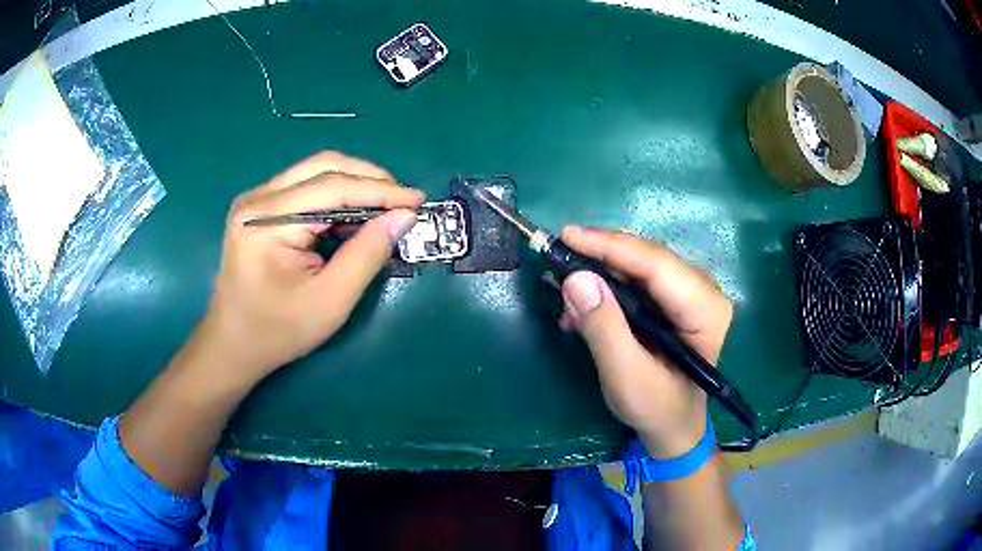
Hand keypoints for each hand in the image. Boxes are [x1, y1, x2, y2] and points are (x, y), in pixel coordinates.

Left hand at [193, 152, 423, 383]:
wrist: (233, 345)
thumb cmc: (277, 331)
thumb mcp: (330, 300)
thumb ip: (367, 254)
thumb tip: (403, 216)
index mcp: (266, 220)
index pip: (332, 187)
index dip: (380, 190)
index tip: (418, 200)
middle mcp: (258, 198)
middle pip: (324, 167)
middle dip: (369, 180)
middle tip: (403, 202)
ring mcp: (257, 200)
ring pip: (317, 172)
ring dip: (355, 185)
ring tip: (385, 208)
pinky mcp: (262, 209)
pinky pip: (307, 188)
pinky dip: (337, 197)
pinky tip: (355, 216)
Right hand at [558, 226, 732, 458]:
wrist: (674, 426)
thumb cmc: (657, 409)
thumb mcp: (626, 377)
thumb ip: (603, 329)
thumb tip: (575, 278)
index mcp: (706, 310)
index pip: (657, 265)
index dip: (611, 246)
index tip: (568, 235)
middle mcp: (704, 291)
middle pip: (648, 259)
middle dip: (601, 260)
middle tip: (558, 264)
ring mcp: (690, 293)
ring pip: (639, 266)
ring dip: (600, 275)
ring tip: (567, 298)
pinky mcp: (674, 300)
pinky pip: (637, 280)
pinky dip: (607, 289)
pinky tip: (583, 308)